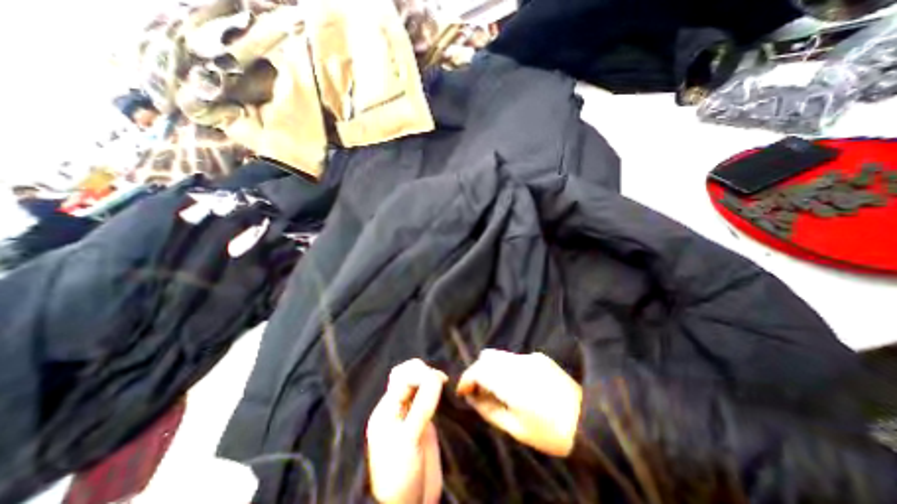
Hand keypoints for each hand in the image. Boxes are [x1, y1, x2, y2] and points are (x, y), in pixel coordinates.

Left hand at [365, 359, 446, 503]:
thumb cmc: (401, 476)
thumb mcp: (409, 440)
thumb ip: (422, 406)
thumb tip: (436, 376)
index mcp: (386, 410)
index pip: (402, 377)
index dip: (421, 374)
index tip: (440, 380)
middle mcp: (395, 407)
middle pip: (405, 374)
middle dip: (422, 371)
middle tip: (440, 380)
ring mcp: (408, 413)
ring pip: (414, 382)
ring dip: (427, 377)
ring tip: (441, 382)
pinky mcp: (420, 420)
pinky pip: (424, 395)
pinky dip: (432, 388)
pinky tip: (441, 390)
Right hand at [456, 350, 582, 455]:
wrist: (590, 420)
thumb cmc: (551, 432)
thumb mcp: (516, 429)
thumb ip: (490, 410)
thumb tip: (472, 398)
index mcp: (511, 383)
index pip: (478, 370)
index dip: (466, 379)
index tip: (462, 392)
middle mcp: (517, 363)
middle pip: (486, 357)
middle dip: (477, 371)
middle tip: (478, 391)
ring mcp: (529, 357)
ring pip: (499, 355)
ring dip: (490, 368)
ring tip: (494, 388)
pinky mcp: (538, 357)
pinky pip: (513, 357)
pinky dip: (504, 367)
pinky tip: (514, 383)